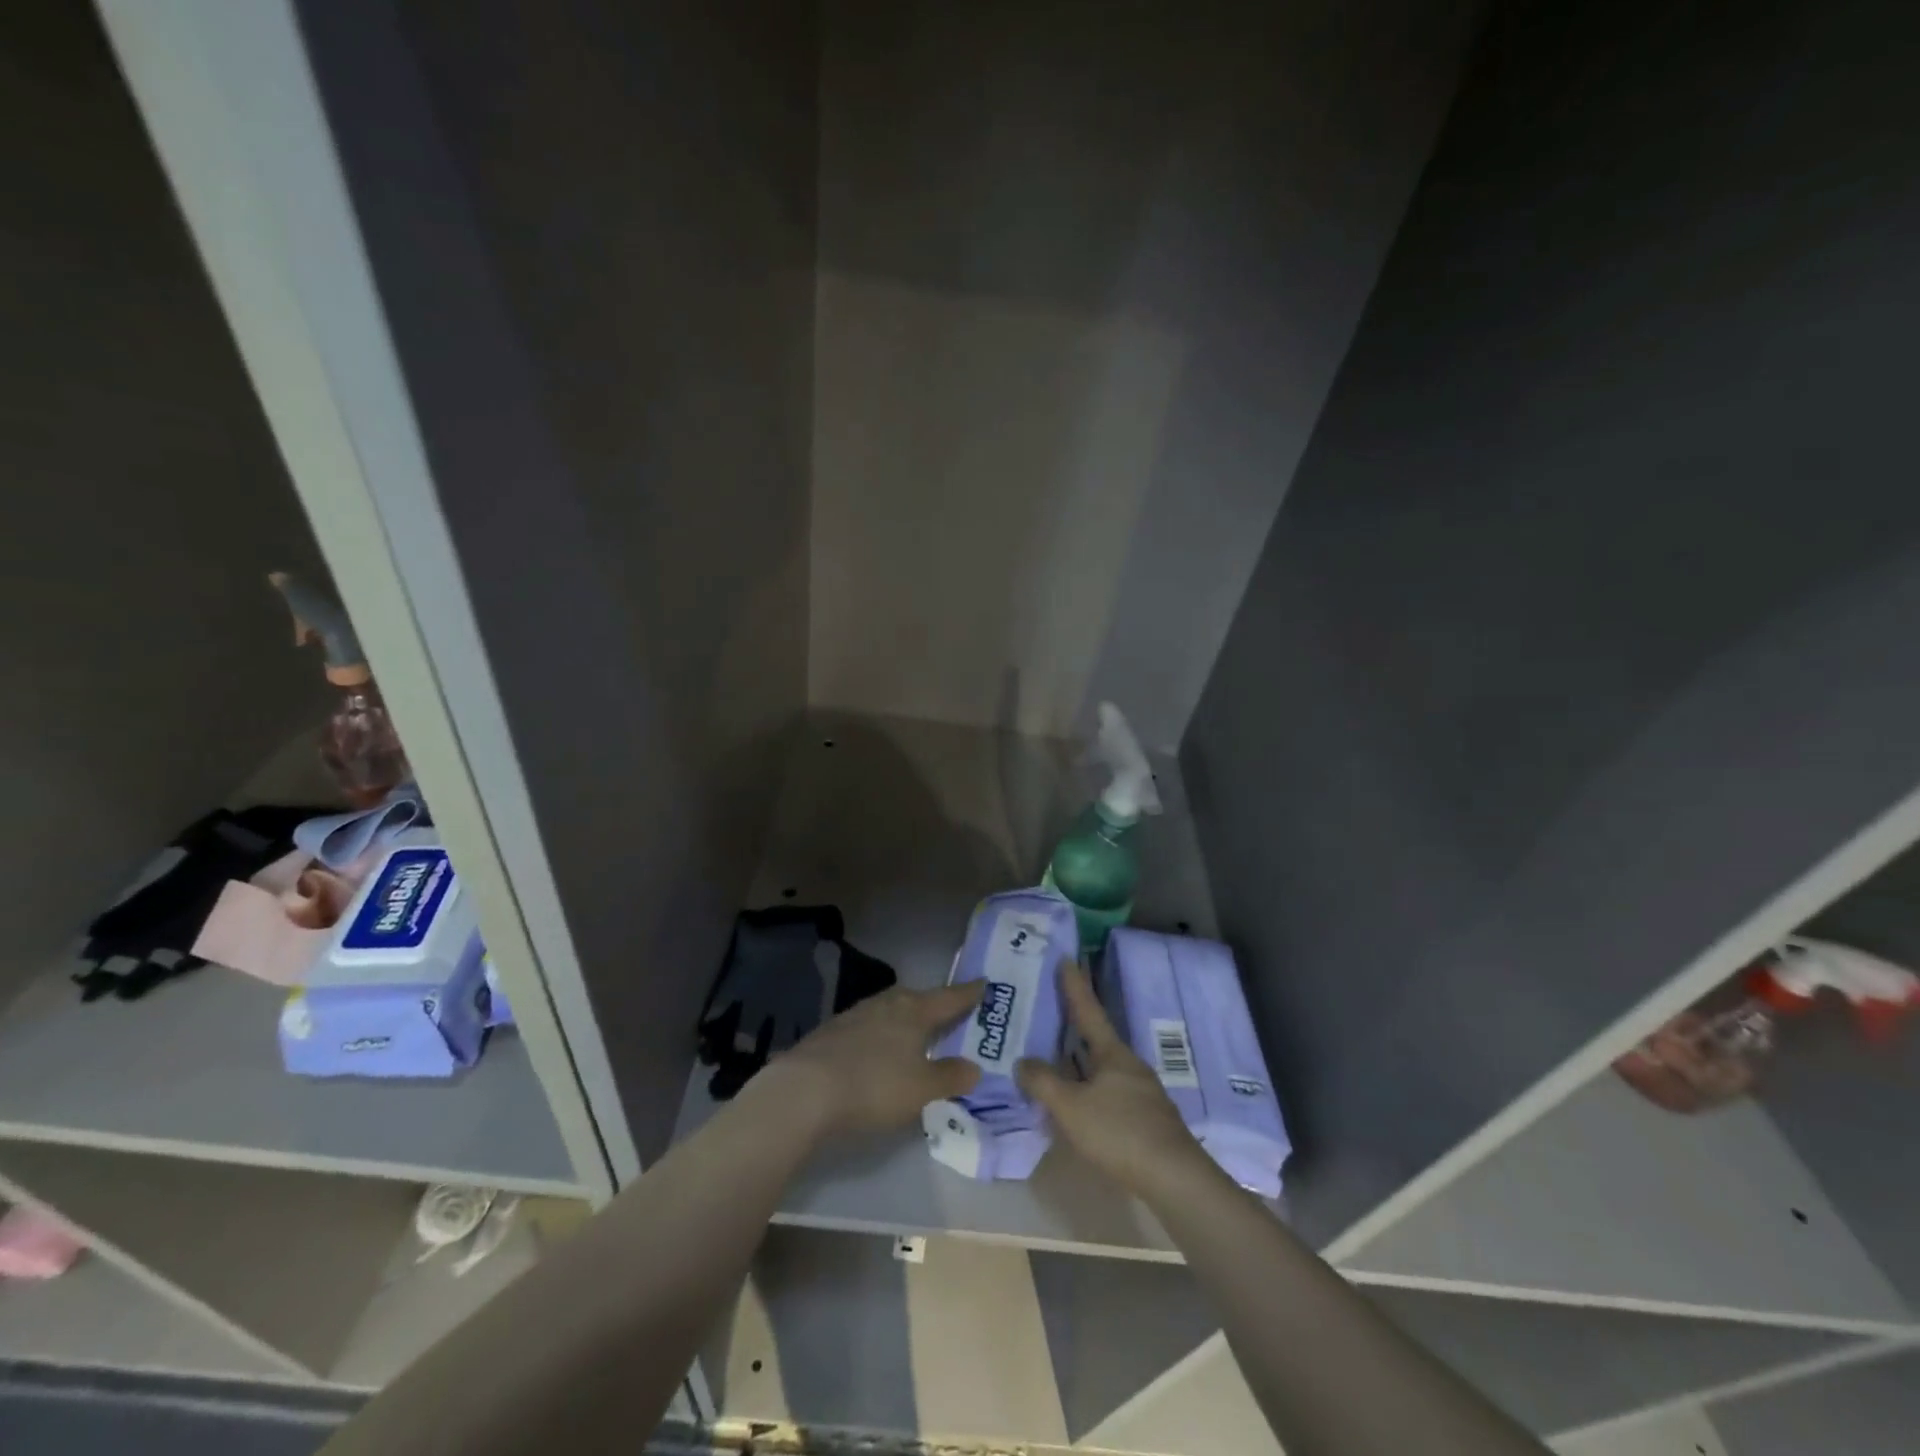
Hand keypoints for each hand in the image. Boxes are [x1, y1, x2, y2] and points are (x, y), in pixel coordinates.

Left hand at [764, 982, 985, 1139]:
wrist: (804, 1090)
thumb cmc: (874, 1085)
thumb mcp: (922, 1089)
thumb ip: (951, 1077)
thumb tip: (975, 1066)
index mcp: (914, 1011)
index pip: (949, 998)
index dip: (969, 993)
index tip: (984, 983)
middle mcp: (886, 1004)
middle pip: (916, 998)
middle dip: (933, 1004)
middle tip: (948, 1011)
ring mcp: (855, 1016)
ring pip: (889, 1010)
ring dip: (904, 1019)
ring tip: (914, 1031)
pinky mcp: (831, 1033)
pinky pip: (867, 1026)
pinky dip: (880, 1034)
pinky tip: (877, 1050)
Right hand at [1018, 963, 1205, 1196]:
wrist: (1175, 1178)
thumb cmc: (1120, 1132)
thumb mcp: (1071, 1107)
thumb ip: (1043, 1083)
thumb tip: (1023, 1061)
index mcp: (1113, 1053)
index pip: (1089, 1010)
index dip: (1075, 986)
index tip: (1067, 958)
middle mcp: (1128, 1065)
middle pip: (1096, 1038)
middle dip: (1074, 1026)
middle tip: (1051, 1010)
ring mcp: (1140, 1092)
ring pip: (1102, 1068)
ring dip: (1079, 1061)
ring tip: (1055, 1058)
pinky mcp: (1145, 1118)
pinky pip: (1108, 1091)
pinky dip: (1088, 1087)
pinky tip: (1077, 1101)